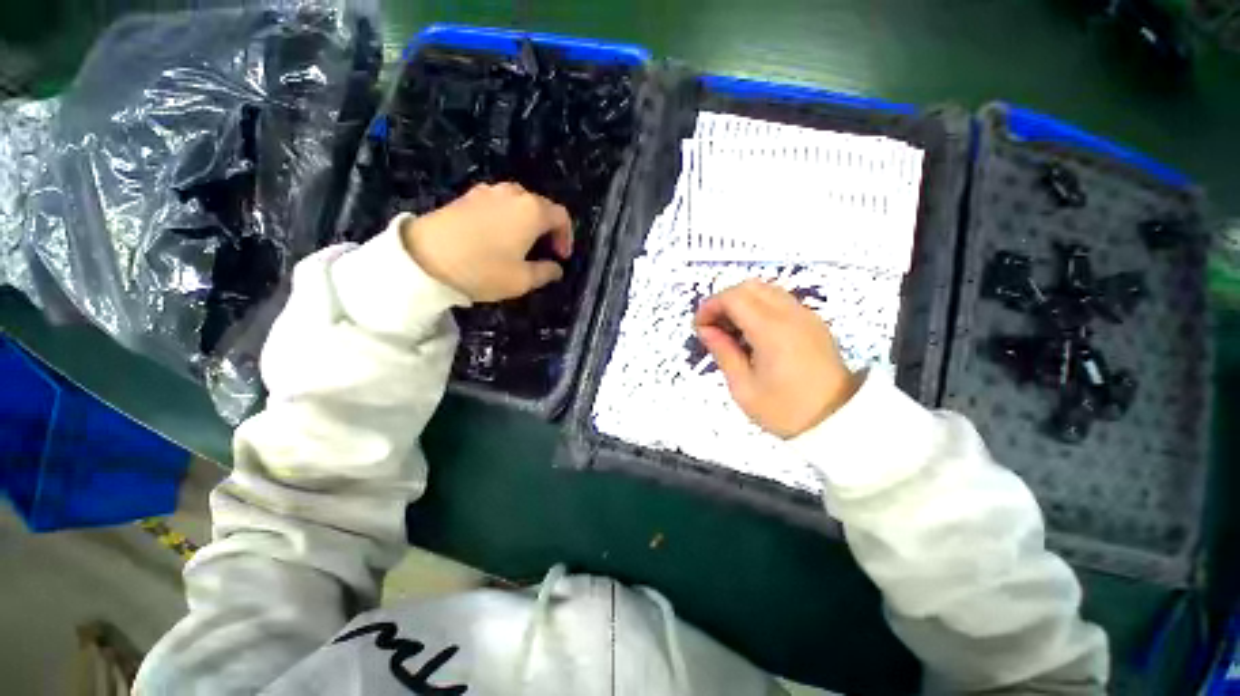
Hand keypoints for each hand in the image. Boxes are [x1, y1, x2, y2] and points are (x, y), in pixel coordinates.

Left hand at [400, 182, 573, 301]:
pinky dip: (506, 217)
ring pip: (518, 203)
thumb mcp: (522, 280)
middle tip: (543, 252)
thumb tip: (556, 268)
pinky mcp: (466, 196)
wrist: (423, 258)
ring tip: (520, 245)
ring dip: (527, 222)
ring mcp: (487, 192)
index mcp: (532, 211)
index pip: (561, 216)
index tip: (560, 257)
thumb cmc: (483, 270)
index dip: (566, 237)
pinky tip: (496, 237)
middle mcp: (513, 194)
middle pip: (541, 206)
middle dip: (547, 229)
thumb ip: (546, 272)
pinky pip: (497, 203)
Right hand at [695, 280, 860, 438]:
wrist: (838, 422)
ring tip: (730, 331)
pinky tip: (752, 334)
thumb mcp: (743, 387)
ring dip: (741, 302)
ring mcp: (805, 316)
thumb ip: (723, 352)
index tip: (699, 326)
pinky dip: (758, 307)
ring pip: (765, 290)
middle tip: (712, 327)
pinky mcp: (813, 323)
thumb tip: (706, 330)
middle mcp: (791, 314)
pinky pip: (779, 301)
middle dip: (724, 301)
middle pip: (749, 287)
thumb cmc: (785, 410)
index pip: (733, 297)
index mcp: (772, 330)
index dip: (710, 306)